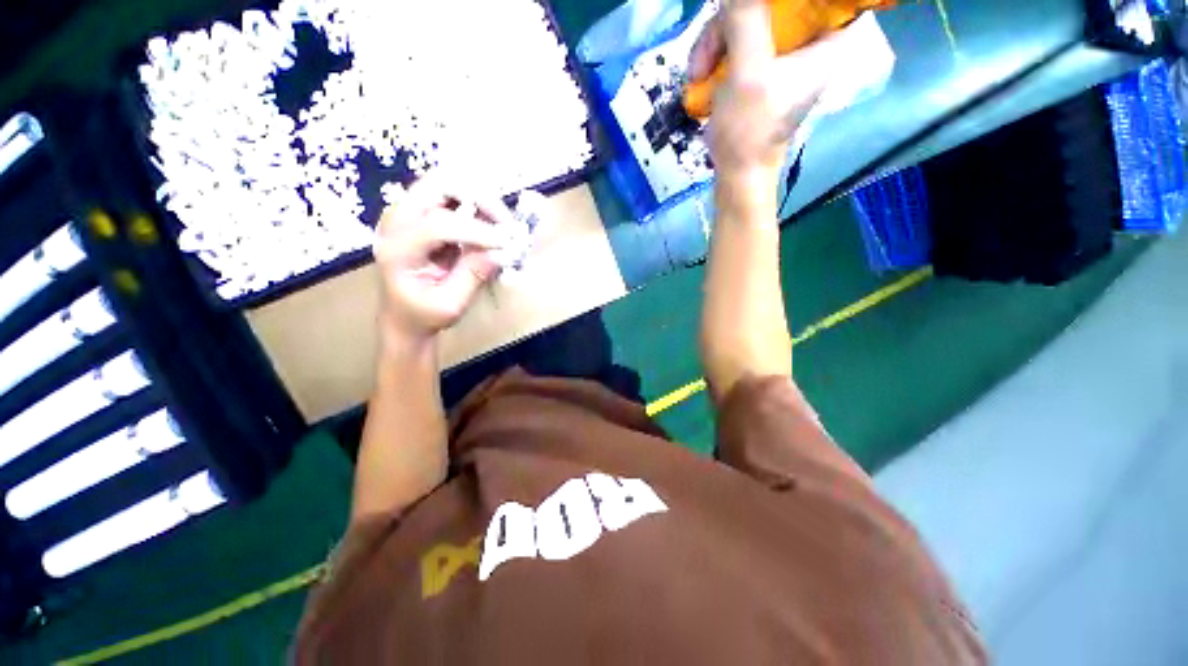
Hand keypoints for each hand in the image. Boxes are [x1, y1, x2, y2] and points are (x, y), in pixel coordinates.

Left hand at [373, 176, 513, 346]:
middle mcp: (396, 220)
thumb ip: (473, 276)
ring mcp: (407, 212)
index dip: (477, 231)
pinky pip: (451, 194)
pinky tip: (490, 223)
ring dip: (479, 197)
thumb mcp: (451, 304)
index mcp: (398, 249)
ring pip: (446, 182)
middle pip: (438, 184)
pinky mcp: (421, 212)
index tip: (506, 244)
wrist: (403, 315)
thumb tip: (501, 251)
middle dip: (479, 198)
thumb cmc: (424, 315)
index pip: (438, 225)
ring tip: (501, 223)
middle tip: (505, 223)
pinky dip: (475, 203)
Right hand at [688, 0, 830, 188]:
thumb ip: (745, 19)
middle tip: (703, 58)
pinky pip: (738, 41)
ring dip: (715, 43)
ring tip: (696, 75)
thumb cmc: (748, 131)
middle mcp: (809, 40)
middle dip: (729, 25)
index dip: (774, 6)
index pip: (809, 2)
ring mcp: (783, 54)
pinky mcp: (762, 67)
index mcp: (825, 39)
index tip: (742, 17)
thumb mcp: (747, 72)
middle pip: (771, 6)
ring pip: (748, 20)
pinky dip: (717, 55)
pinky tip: (702, 76)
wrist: (737, 173)